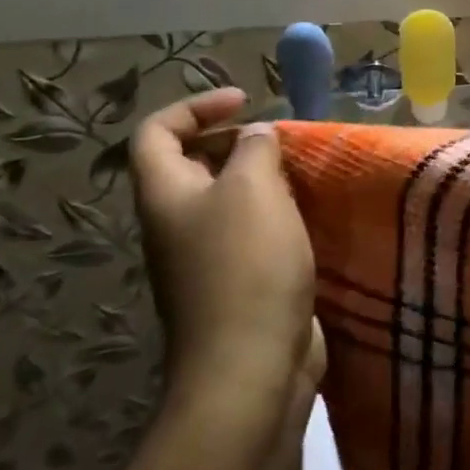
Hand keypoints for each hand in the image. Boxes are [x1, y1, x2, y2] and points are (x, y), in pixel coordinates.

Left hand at [131, 89, 325, 423]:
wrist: (251, 368)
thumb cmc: (245, 266)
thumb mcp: (252, 189)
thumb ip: (255, 149)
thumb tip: (256, 137)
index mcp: (166, 194)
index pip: (156, 131)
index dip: (195, 106)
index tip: (245, 100)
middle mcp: (177, 223)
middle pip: (194, 164)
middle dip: (237, 142)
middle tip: (282, 140)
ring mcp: (206, 258)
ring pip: (229, 200)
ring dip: (264, 181)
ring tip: (304, 173)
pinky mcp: (239, 285)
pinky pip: (253, 234)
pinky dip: (279, 217)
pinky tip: (313, 216)